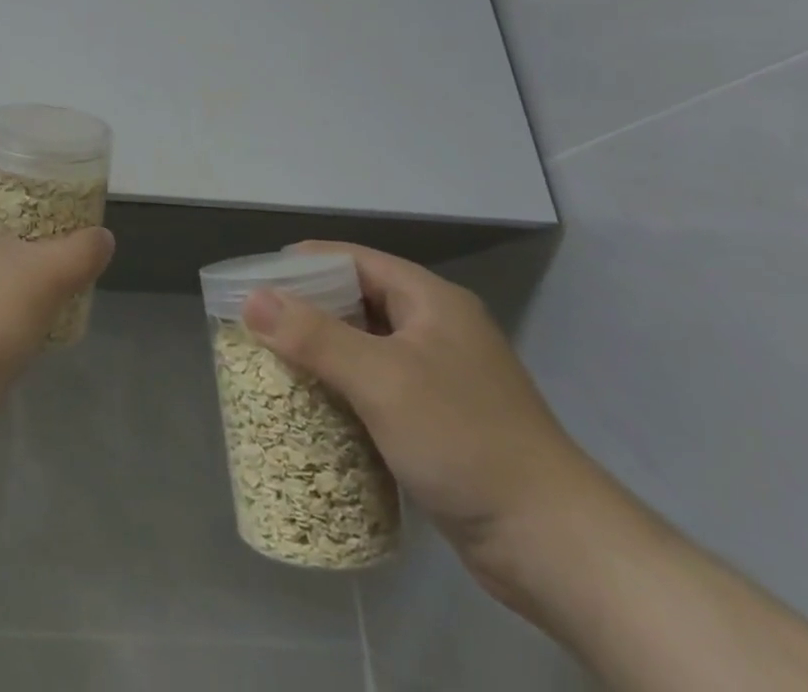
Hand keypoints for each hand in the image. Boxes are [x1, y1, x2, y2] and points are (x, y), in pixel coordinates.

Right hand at [240, 243, 615, 606]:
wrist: (556, 547)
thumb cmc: (465, 440)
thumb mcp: (381, 379)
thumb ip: (314, 336)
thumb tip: (250, 299)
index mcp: (430, 301)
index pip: (353, 260)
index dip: (302, 264)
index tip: (255, 280)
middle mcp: (436, 329)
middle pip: (356, 302)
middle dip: (305, 311)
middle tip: (256, 325)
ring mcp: (440, 378)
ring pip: (365, 347)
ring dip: (322, 354)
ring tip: (272, 363)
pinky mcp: (440, 422)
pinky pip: (377, 388)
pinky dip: (344, 390)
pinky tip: (313, 407)